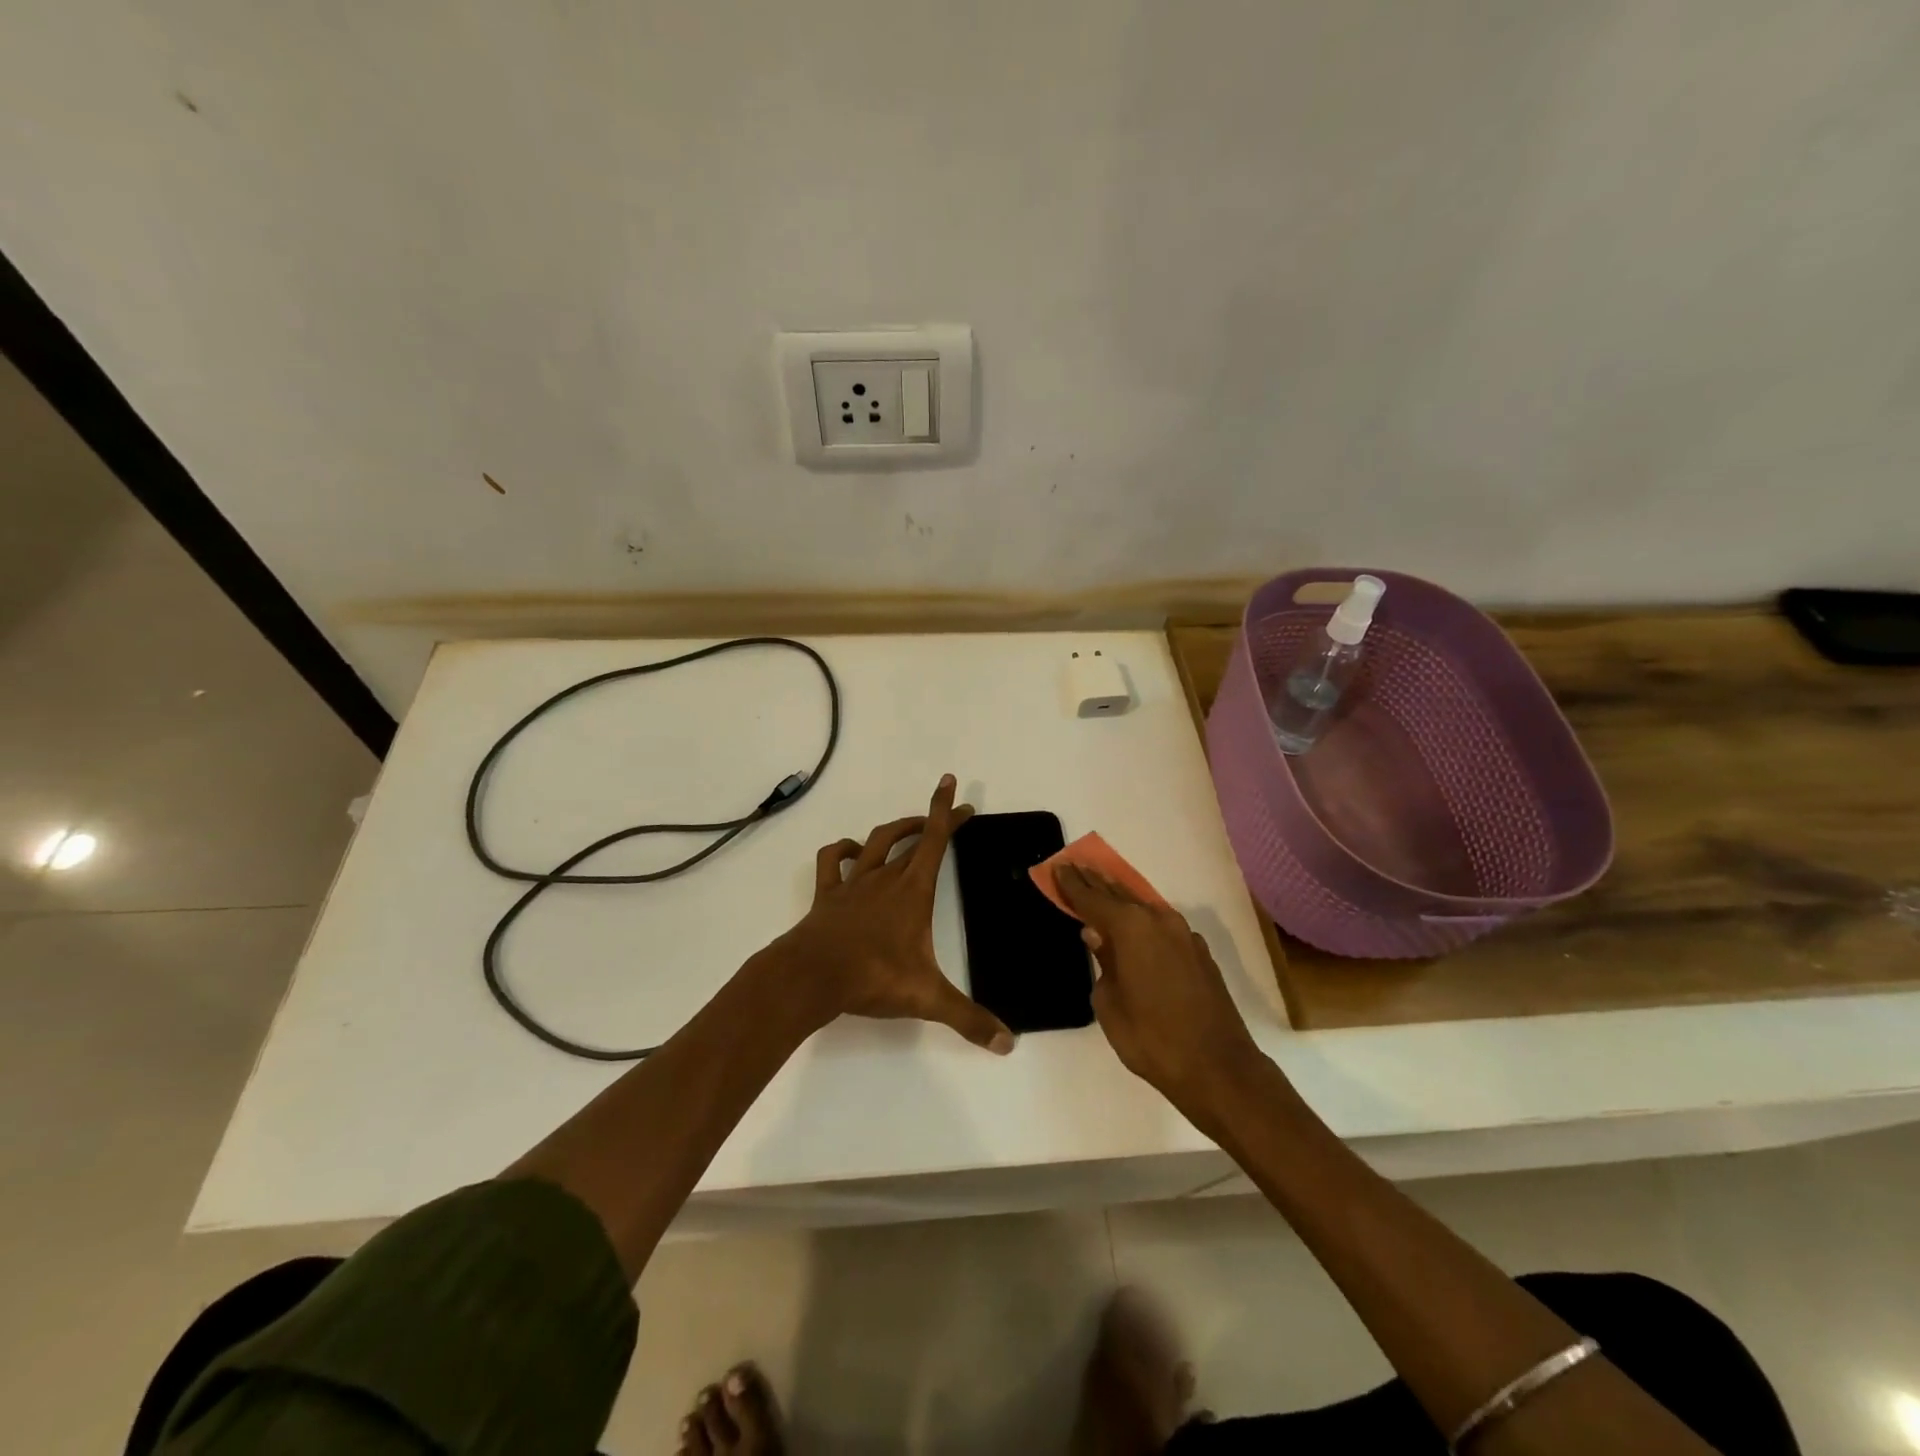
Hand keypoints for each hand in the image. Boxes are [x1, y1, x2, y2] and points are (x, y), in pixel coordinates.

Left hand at [765, 775, 1012, 1053]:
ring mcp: (853, 883)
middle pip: (911, 837)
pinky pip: (831, 860)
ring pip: (874, 841)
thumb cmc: (872, 977)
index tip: (953, 784)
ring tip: (910, 828)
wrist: (812, 976)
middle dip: (931, 821)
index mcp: (912, 890)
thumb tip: (1008, 1044)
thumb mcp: (927, 999)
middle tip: (949, 816)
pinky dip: (842, 850)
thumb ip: (968, 1019)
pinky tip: (850, 853)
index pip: (935, 839)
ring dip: (894, 830)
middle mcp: (885, 877)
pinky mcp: (827, 894)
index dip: (946, 810)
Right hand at [1054, 864, 1264, 1115]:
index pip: (1092, 898)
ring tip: (1100, 888)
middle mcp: (1158, 920)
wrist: (1218, 1068)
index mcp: (1131, 928)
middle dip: (1095, 882)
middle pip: (1119, 894)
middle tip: (1075, 867)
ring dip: (1121, 898)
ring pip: (1144, 908)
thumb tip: (1096, 936)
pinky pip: (1162, 926)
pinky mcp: (1199, 953)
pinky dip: (1143, 921)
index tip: (1057, 867)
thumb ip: (1102, 962)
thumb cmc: (1151, 1038)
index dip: (1072, 884)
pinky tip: (1135, 928)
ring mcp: (1184, 935)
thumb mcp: (1109, 1003)